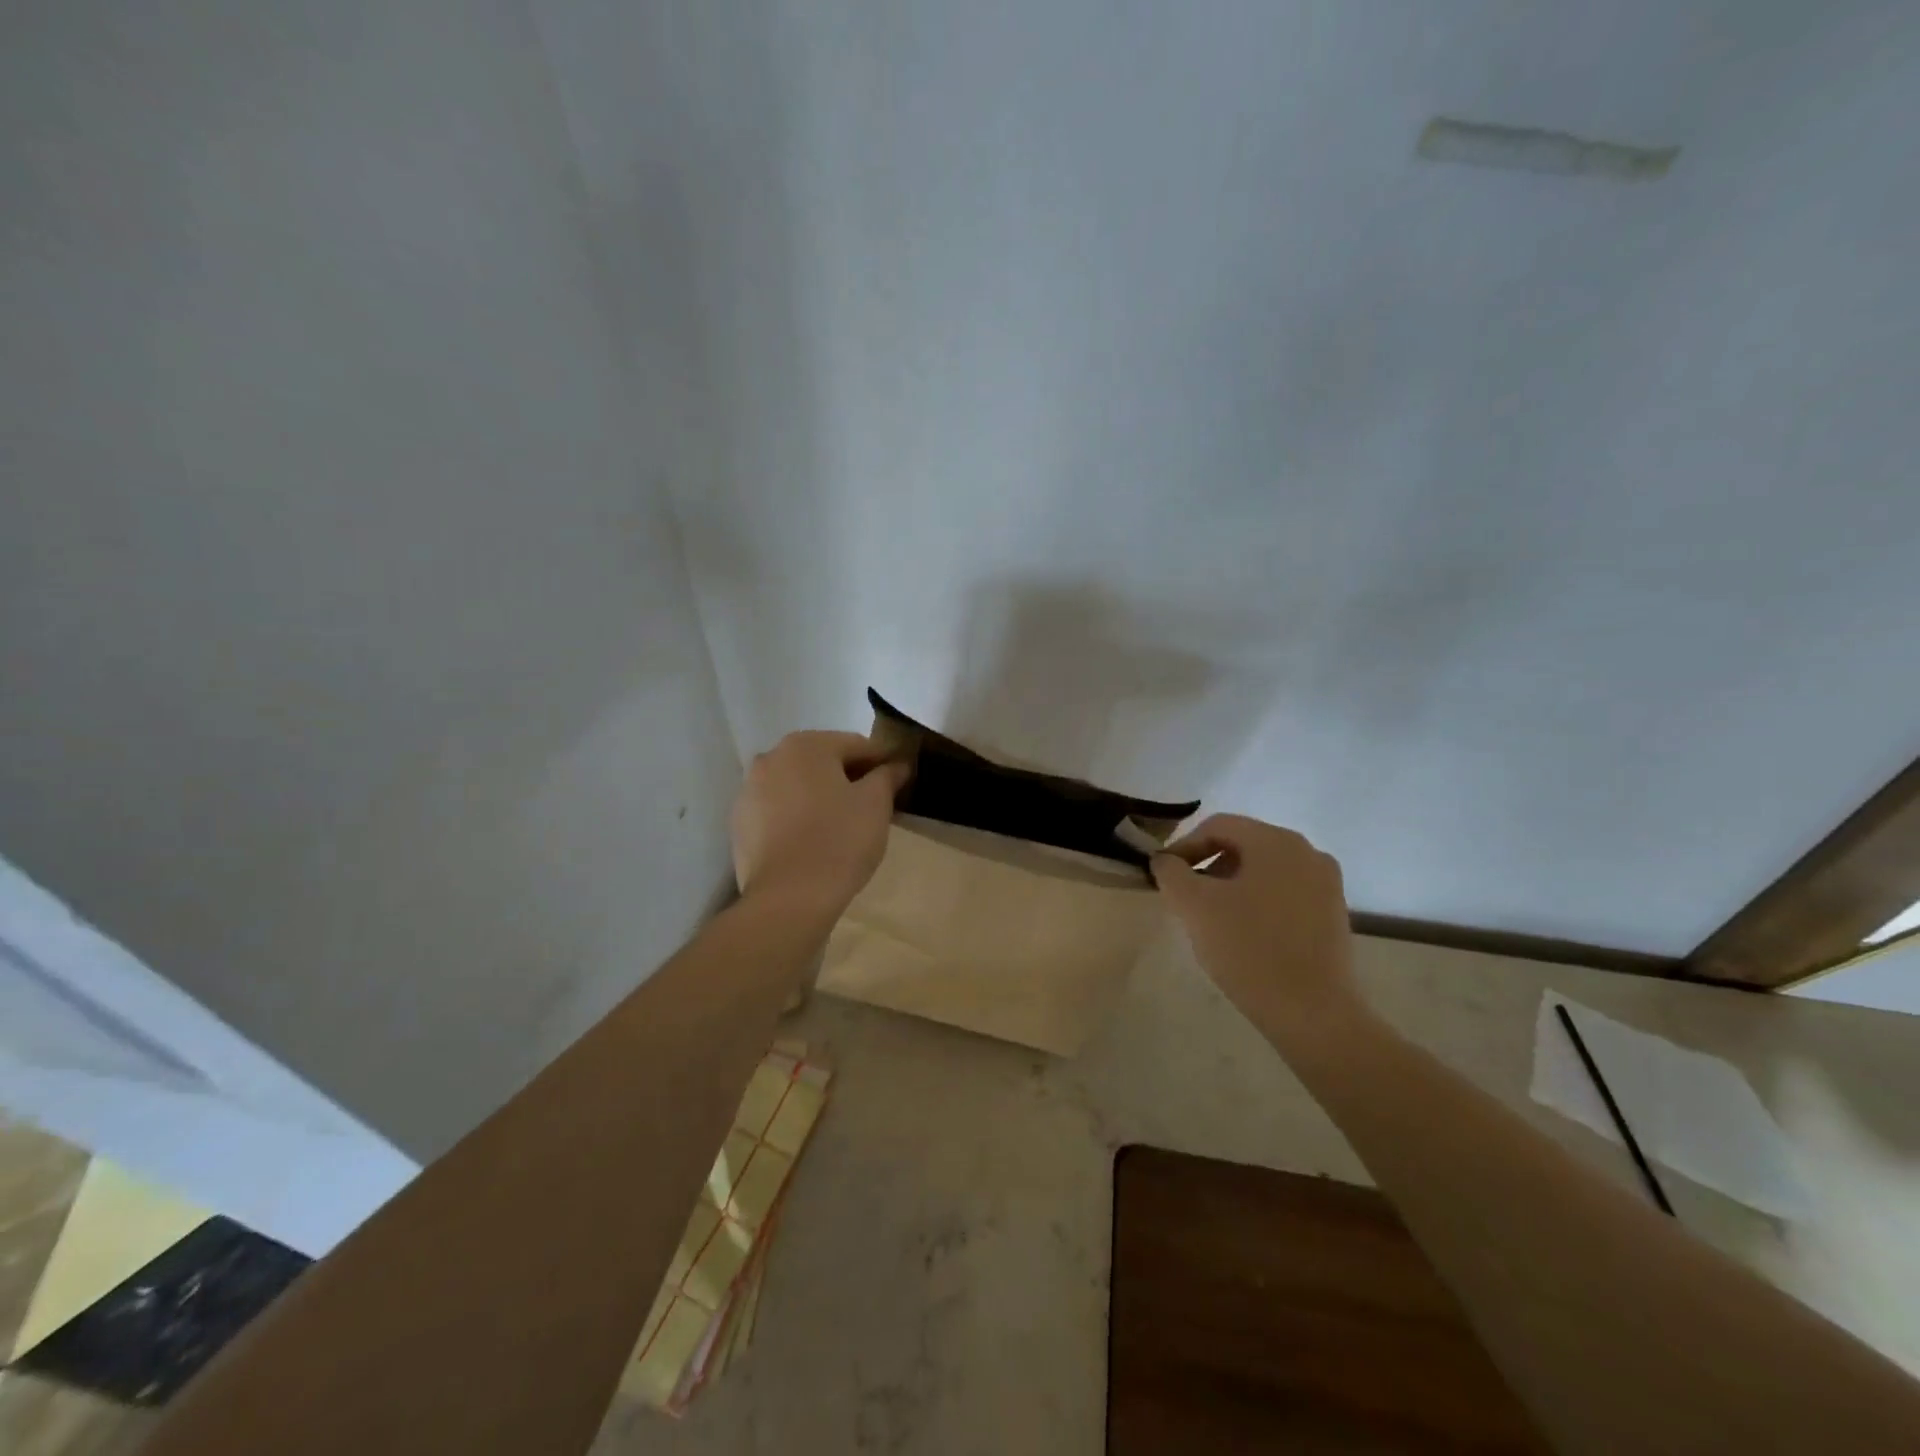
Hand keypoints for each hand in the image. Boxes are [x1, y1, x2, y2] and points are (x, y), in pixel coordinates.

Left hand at [731, 731, 908, 920]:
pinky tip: (813, 840)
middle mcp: (771, 757)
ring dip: (820, 795)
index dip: (882, 762)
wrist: (788, 898)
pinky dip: (797, 816)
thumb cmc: (839, 841)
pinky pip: (777, 810)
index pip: (857, 745)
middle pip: (822, 761)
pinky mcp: (740, 823)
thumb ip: (887, 776)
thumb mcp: (876, 804)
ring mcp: (749, 791)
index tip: (899, 780)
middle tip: (874, 804)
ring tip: (843, 824)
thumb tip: (897, 764)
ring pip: (797, 785)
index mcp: (806, 745)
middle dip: (848, 777)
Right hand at [1151, 814, 1362, 1044]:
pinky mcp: (1332, 913)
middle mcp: (1307, 852)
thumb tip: (1165, 860)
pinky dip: (1257, 901)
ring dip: (1230, 885)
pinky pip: (1284, 892)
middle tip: (1184, 898)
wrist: (1313, 1013)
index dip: (1184, 847)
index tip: (1164, 877)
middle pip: (1242, 845)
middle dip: (1207, 866)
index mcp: (1276, 841)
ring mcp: (1325, 883)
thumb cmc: (1249, 949)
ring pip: (1263, 870)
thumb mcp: (1194, 906)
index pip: (1218, 826)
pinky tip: (1243, 933)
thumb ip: (1171, 873)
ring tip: (1210, 918)